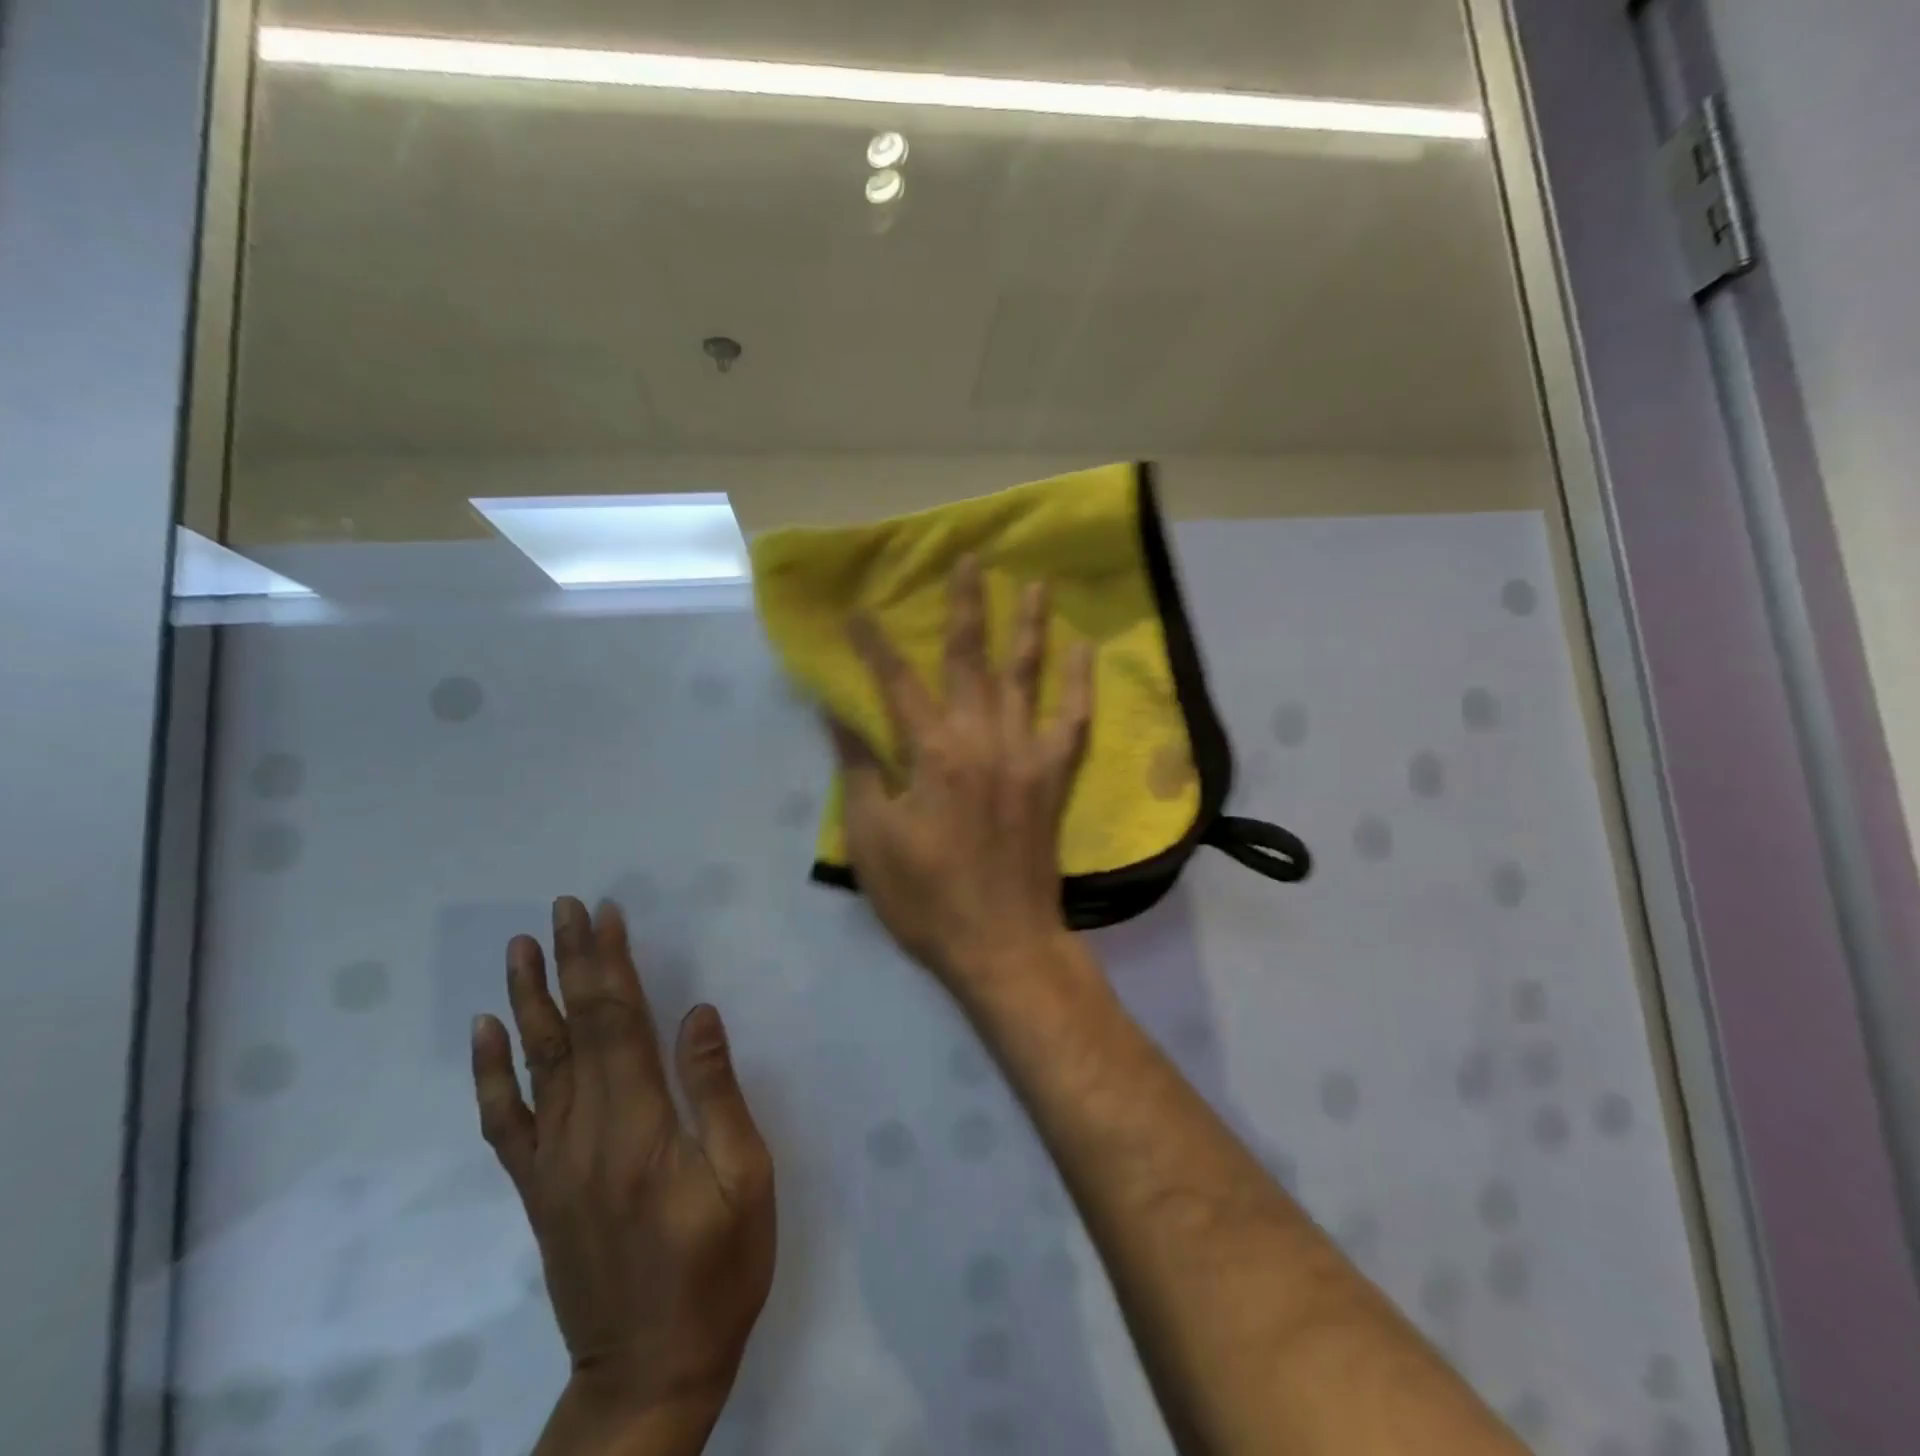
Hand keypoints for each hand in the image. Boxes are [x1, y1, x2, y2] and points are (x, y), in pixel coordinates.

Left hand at [471, 898, 774, 1444]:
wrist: (649, 1375)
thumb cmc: (717, 1271)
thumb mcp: (745, 1181)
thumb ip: (718, 1093)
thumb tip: (699, 1015)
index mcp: (640, 1128)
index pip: (617, 1024)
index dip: (609, 965)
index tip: (605, 915)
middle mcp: (585, 1135)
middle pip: (574, 1030)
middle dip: (571, 963)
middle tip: (564, 908)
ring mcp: (553, 1164)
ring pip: (536, 1063)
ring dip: (529, 999)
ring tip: (521, 948)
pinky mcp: (539, 1190)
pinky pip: (507, 1121)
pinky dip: (491, 1073)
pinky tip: (487, 1035)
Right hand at [832, 557, 1094, 997]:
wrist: (1000, 942)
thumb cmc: (926, 897)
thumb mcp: (873, 838)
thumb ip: (860, 768)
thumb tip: (838, 713)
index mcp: (932, 754)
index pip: (896, 682)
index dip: (876, 645)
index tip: (860, 611)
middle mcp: (982, 739)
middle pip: (970, 659)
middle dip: (967, 605)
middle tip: (970, 559)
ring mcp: (1026, 754)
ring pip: (1027, 676)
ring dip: (1029, 626)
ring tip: (1035, 584)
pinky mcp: (1054, 776)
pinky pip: (1074, 720)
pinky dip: (1081, 683)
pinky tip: (1086, 648)